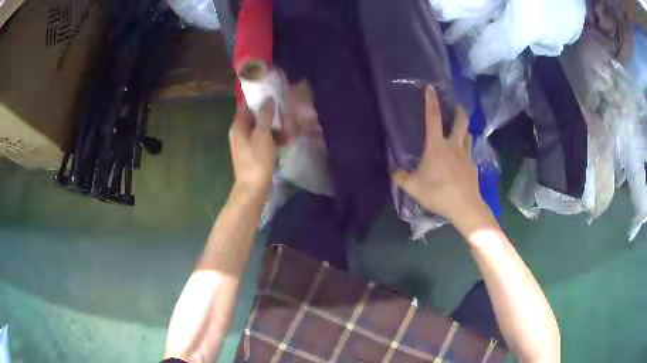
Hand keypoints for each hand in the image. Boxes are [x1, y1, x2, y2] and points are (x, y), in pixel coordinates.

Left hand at [229, 99, 276, 196]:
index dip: (257, 98)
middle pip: (254, 117)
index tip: (272, 93)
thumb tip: (268, 99)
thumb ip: (265, 115)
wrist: (253, 188)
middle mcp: (239, 133)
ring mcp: (246, 144)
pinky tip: (285, 139)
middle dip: (269, 113)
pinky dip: (272, 138)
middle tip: (284, 109)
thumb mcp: (262, 135)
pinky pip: (263, 140)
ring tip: (288, 124)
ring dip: (273, 126)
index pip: (245, 105)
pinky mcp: (253, 153)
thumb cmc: (257, 160)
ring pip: (260, 129)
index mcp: (238, 126)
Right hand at [392, 86, 493, 232]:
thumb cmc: (438, 193)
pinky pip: (471, 152)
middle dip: (458, 111)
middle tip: (456, 107)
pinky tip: (464, 156)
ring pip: (468, 135)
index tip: (431, 88)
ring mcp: (466, 155)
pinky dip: (467, 148)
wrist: (464, 206)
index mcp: (436, 146)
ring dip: (464, 129)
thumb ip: (401, 177)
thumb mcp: (413, 187)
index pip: (433, 117)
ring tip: (461, 130)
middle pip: (460, 121)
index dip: (431, 101)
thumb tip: (393, 171)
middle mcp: (453, 145)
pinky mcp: (473, 166)